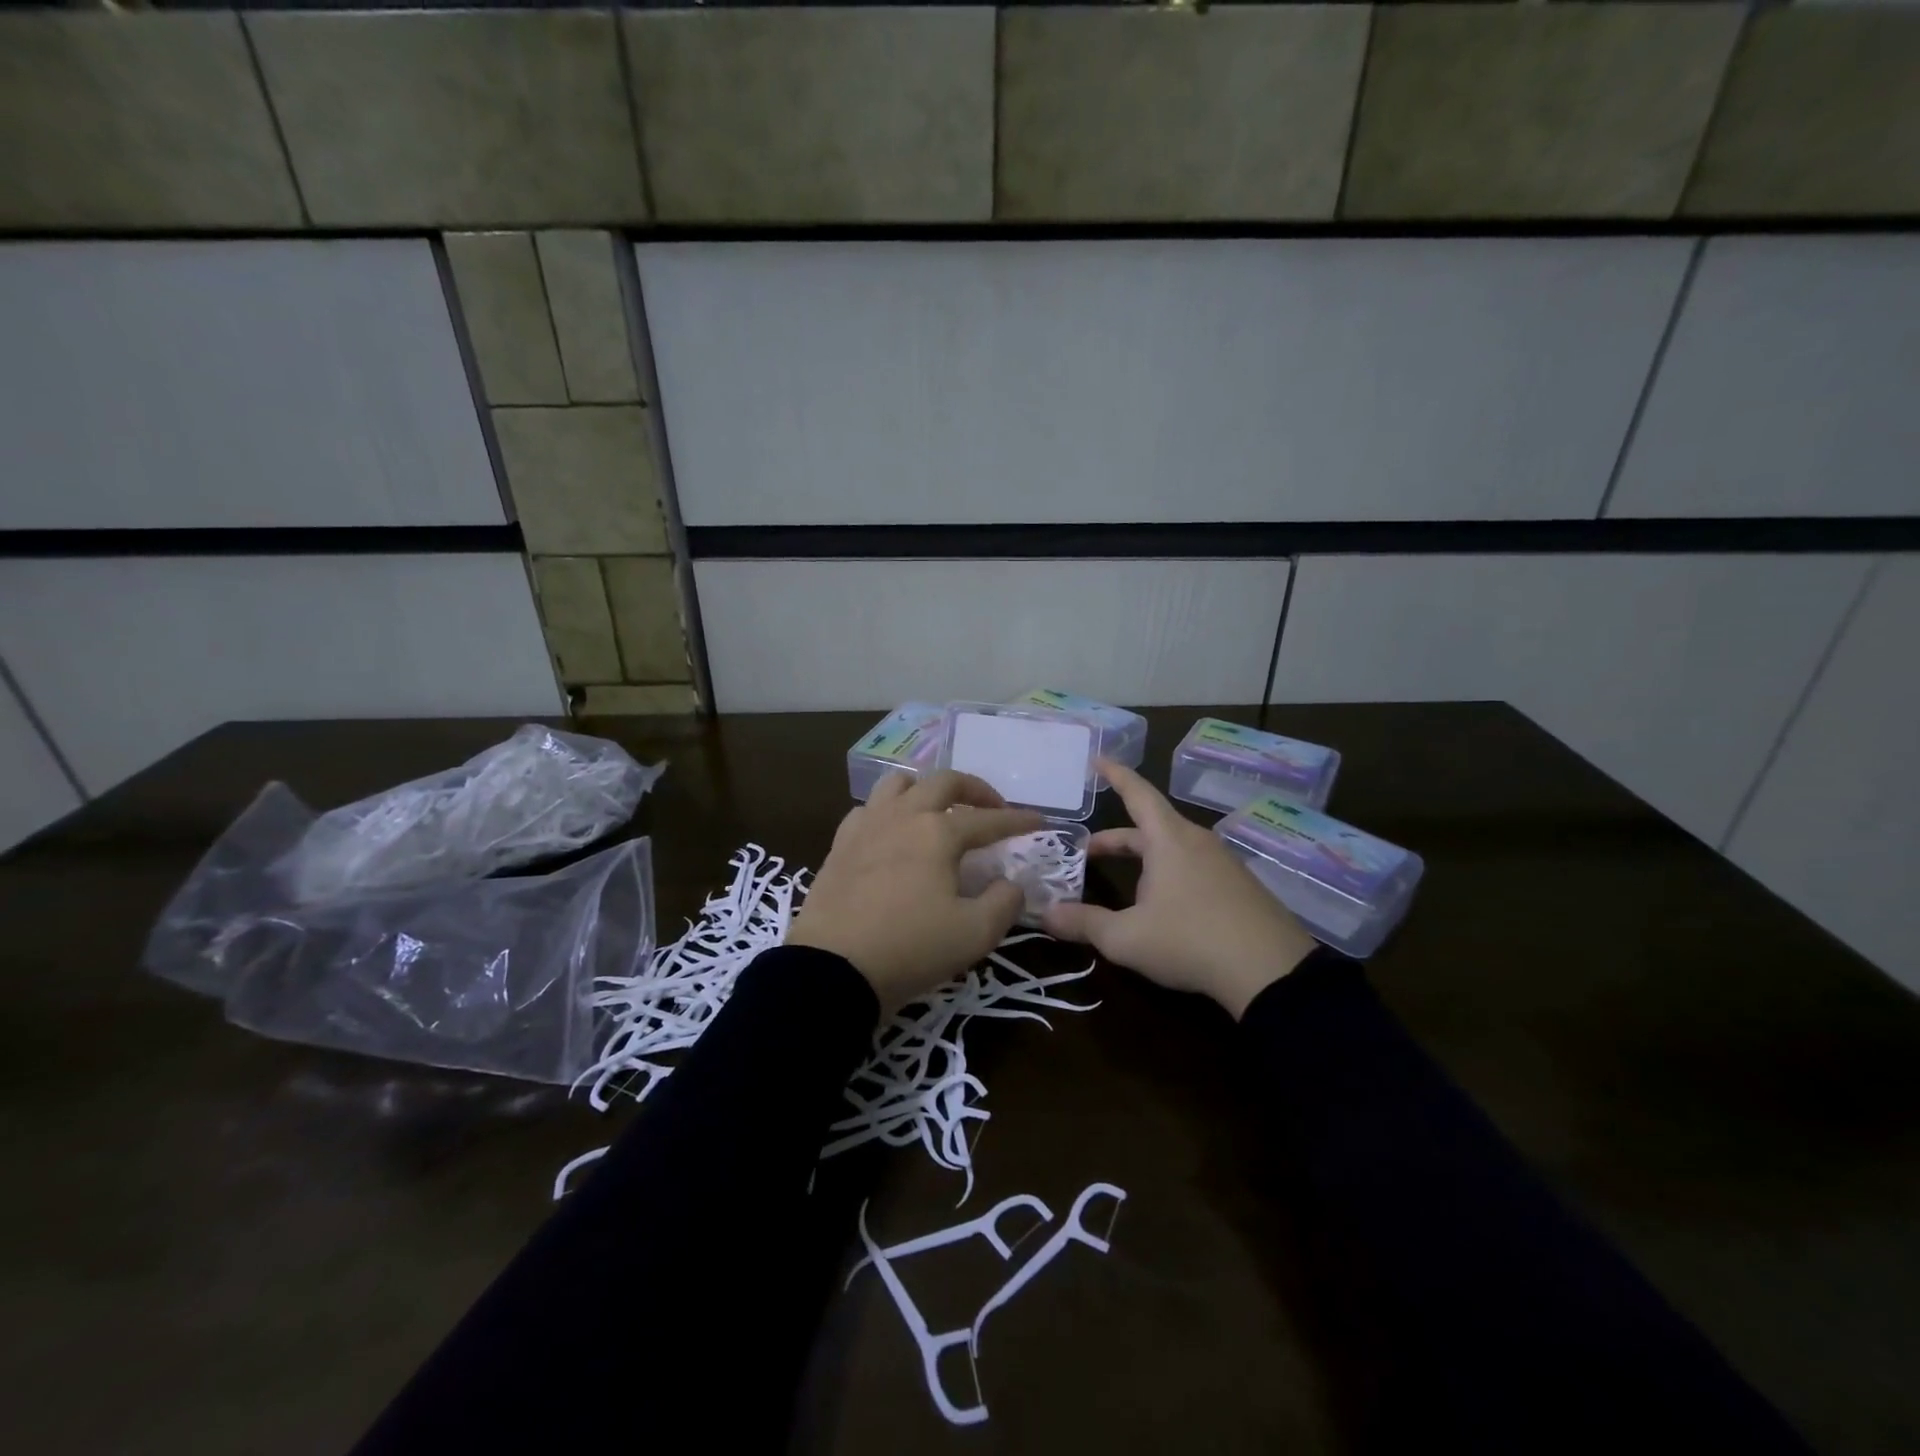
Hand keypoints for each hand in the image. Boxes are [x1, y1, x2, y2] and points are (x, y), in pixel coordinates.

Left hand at [788, 770, 1042, 1016]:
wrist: (832, 969)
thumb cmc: (910, 949)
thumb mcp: (975, 934)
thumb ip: (1004, 902)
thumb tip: (1010, 883)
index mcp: (938, 832)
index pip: (988, 819)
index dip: (1018, 820)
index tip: (1039, 821)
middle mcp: (902, 816)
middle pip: (943, 782)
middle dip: (975, 789)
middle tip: (991, 808)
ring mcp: (866, 826)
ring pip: (899, 783)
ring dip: (926, 789)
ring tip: (938, 810)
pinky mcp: (840, 844)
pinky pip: (868, 809)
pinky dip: (889, 811)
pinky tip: (893, 833)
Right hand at [1043, 758, 1318, 1017]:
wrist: (1272, 974)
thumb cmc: (1190, 941)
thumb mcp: (1126, 937)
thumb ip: (1084, 924)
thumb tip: (1046, 915)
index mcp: (1168, 840)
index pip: (1137, 793)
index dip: (1115, 775)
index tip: (1098, 759)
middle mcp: (1197, 841)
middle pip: (1150, 827)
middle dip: (1116, 839)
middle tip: (1087, 852)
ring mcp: (1223, 863)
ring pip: (1173, 849)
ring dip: (1143, 858)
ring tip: (1124, 883)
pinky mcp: (1240, 887)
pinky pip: (1194, 867)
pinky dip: (1169, 873)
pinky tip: (1164, 906)